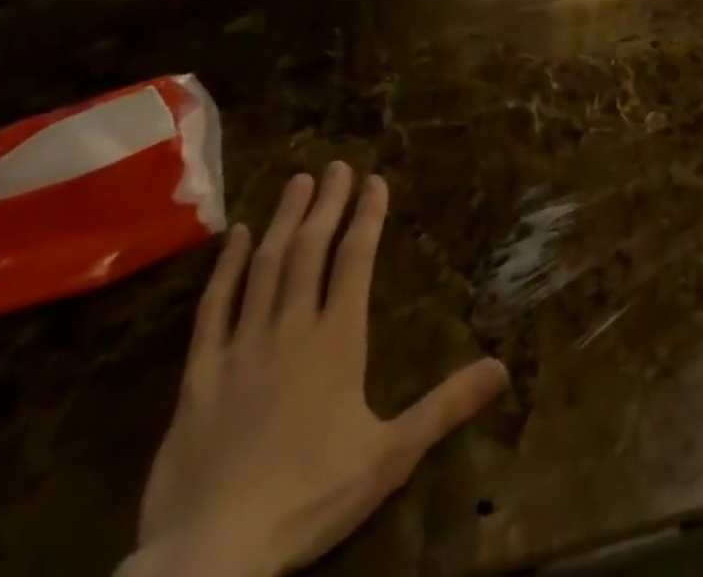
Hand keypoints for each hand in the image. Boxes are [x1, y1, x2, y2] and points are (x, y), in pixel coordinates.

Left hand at [122, 164, 508, 576]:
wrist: (210, 556)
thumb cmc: (308, 498)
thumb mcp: (391, 455)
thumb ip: (446, 406)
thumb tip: (502, 367)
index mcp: (337, 340)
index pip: (356, 260)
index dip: (367, 216)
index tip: (375, 181)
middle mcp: (291, 328)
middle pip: (311, 250)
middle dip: (326, 203)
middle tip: (336, 165)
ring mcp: (241, 347)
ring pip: (266, 267)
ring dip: (284, 220)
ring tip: (296, 181)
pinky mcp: (199, 375)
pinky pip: (213, 309)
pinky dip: (226, 268)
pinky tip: (235, 237)